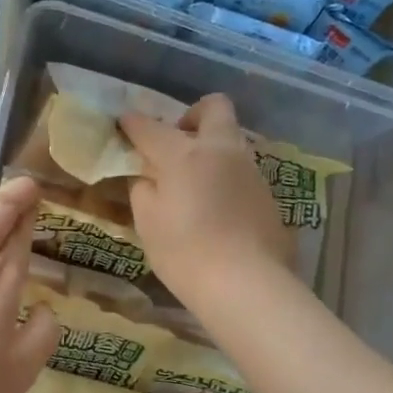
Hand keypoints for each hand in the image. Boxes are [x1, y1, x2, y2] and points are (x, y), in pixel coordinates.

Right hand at [119, 94, 292, 299]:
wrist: (246, 284)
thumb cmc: (184, 252)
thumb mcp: (148, 223)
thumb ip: (143, 190)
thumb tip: (147, 177)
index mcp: (184, 155)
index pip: (151, 128)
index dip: (133, 123)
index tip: (124, 123)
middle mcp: (221, 151)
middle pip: (214, 108)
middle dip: (192, 115)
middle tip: (176, 142)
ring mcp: (250, 171)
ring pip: (230, 141)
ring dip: (210, 150)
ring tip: (193, 184)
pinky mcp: (267, 195)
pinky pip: (241, 172)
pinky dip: (224, 178)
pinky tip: (215, 210)